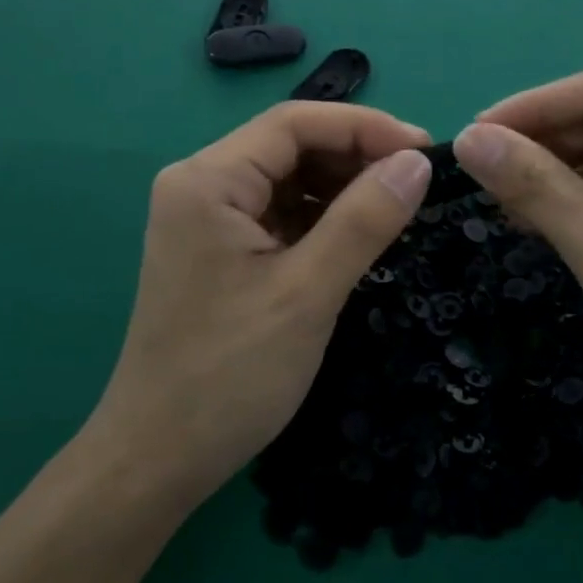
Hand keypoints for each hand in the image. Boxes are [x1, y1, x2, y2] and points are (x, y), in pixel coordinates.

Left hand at [90, 102, 432, 509]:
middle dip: (356, 156)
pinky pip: (281, 213)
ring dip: (343, 187)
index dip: (365, 127)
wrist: (158, 459)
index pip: (295, 123)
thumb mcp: (307, 293)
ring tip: (399, 207)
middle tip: (418, 182)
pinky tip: (361, 234)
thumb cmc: (228, 375)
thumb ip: (364, 220)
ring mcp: (208, 218)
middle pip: (291, 146)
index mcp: (208, 180)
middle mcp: (202, 185)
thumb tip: (417, 162)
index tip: (424, 150)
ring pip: (289, 179)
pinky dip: (323, 217)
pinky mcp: (220, 250)